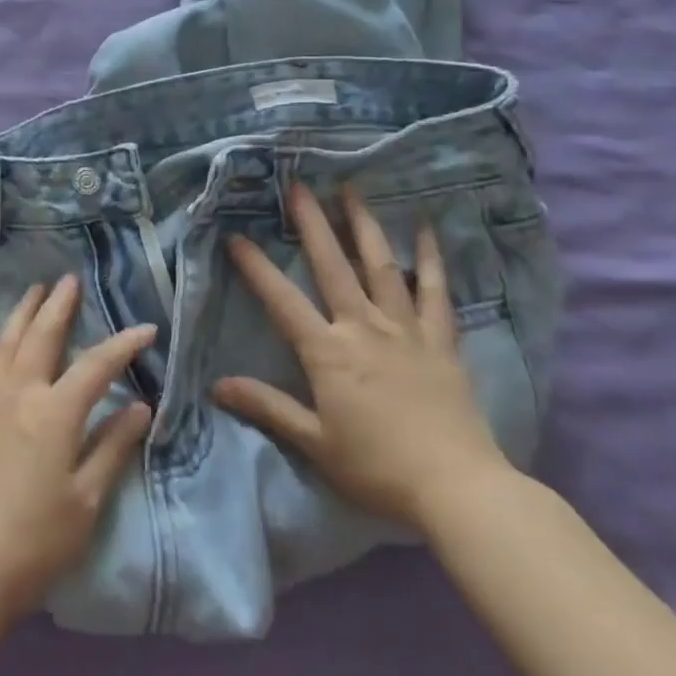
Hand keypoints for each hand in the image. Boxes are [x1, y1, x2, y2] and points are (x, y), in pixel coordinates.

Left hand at [0, 277, 155, 626]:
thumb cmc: (37, 540)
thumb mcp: (88, 500)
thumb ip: (113, 447)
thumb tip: (141, 406)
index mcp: (56, 413)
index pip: (98, 366)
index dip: (124, 344)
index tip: (146, 329)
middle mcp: (20, 392)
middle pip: (43, 336)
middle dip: (60, 305)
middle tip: (69, 280)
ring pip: (6, 341)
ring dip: (22, 311)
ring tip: (33, 289)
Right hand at [213, 184, 513, 532]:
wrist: (458, 490)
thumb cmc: (378, 468)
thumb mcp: (314, 442)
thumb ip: (267, 407)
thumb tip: (217, 385)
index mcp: (328, 352)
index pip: (282, 300)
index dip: (256, 267)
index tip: (235, 236)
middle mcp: (364, 327)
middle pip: (333, 266)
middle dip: (312, 224)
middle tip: (298, 185)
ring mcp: (406, 330)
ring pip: (381, 266)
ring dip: (364, 225)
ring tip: (351, 190)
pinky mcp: (441, 341)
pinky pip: (436, 292)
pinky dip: (430, 259)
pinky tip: (427, 230)